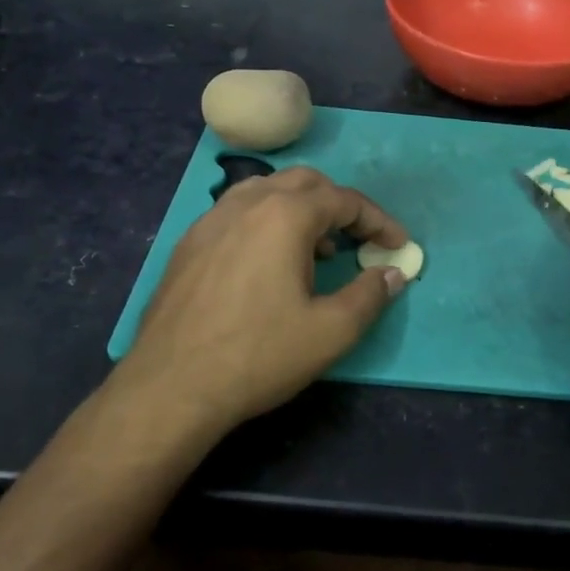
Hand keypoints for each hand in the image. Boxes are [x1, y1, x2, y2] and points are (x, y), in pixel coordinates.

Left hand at [114, 167, 410, 432]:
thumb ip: (370, 295)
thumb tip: (392, 273)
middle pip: (305, 183)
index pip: (345, 200)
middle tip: (359, 239)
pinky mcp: (189, 243)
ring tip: (317, 249)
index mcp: (285, 215)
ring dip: (301, 209)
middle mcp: (247, 203)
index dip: (378, 221)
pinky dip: (267, 222)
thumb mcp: (331, 331)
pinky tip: (269, 263)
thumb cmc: (259, 355)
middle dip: (340, 206)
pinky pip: (238, 212)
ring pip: (267, 191)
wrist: (171, 387)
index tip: (398, 245)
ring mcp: (211, 220)